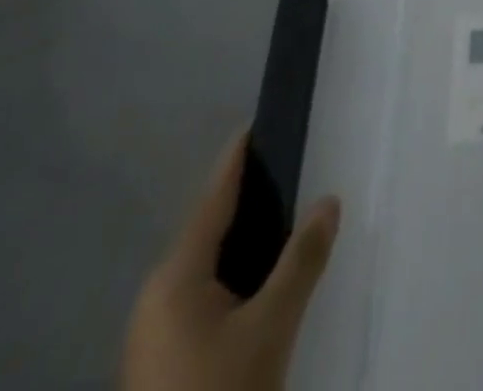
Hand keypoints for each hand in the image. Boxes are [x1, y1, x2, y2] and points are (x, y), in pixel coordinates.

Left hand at [122, 133, 340, 390]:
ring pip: (206, 266)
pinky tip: (262, 279)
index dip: (237, 158)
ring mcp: (153, 333)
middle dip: (248, 198)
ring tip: (286, 215)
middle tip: (291, 167)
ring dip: (243, 240)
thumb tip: (329, 199)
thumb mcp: (272, 327)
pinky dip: (233, 274)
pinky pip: (201, 295)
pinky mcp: (161, 362)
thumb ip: (303, 258)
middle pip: (208, 229)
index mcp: (175, 276)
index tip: (258, 121)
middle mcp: (156, 296)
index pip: (213, 197)